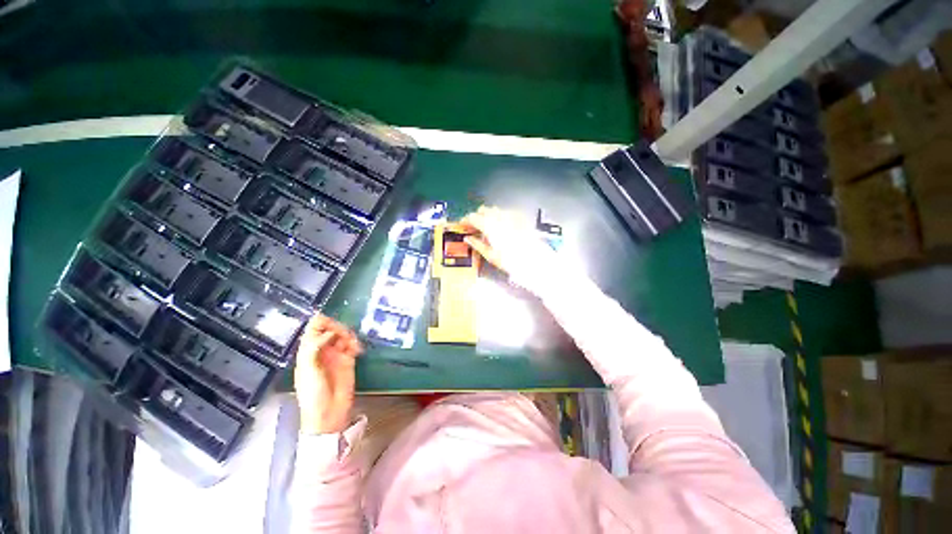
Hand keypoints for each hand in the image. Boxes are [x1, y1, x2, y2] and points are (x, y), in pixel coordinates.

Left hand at [294, 315, 362, 434]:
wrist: (328, 413)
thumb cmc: (313, 393)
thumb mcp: (308, 369)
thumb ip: (314, 347)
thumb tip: (328, 332)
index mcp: (308, 350)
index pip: (313, 328)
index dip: (322, 323)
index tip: (330, 327)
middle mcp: (322, 349)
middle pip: (330, 328)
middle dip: (338, 328)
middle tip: (344, 336)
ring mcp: (336, 354)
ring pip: (343, 335)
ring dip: (349, 335)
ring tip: (351, 345)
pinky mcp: (349, 360)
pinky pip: (353, 345)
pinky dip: (356, 344)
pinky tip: (357, 350)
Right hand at [459, 206, 556, 288]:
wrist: (535, 261)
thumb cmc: (511, 261)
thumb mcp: (491, 256)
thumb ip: (477, 245)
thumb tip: (467, 238)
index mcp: (489, 225)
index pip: (472, 217)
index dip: (465, 220)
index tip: (462, 226)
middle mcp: (499, 216)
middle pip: (483, 210)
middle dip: (476, 216)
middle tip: (474, 227)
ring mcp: (511, 216)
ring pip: (495, 209)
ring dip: (488, 215)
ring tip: (487, 227)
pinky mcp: (521, 218)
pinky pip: (506, 212)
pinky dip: (500, 216)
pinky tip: (502, 226)